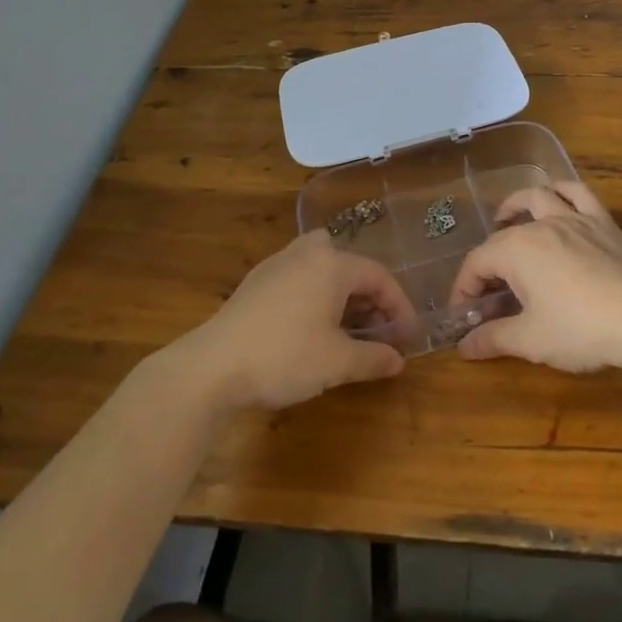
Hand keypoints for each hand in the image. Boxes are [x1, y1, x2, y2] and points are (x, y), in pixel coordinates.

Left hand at [182, 232, 414, 410]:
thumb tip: (399, 361)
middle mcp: (307, 254)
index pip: (379, 276)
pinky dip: (316, 294)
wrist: (212, 366)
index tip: (408, 336)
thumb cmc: (284, 357)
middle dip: (370, 297)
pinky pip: (300, 276)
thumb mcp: (336, 363)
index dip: (399, 306)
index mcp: (332, 264)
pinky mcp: (256, 281)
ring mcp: (278, 264)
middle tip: (379, 330)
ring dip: (342, 292)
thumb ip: (373, 358)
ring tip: (348, 327)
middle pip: (351, 264)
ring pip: (323, 266)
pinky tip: (312, 326)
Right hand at [448, 181, 621, 372]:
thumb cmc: (579, 328)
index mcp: (516, 250)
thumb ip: (493, 338)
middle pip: (503, 236)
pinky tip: (557, 199)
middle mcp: (541, 225)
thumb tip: (463, 347)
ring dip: (517, 206)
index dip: (464, 288)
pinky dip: (562, 191)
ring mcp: (574, 219)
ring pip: (538, 198)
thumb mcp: (530, 340)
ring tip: (507, 220)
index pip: (477, 263)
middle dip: (488, 263)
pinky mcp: (602, 223)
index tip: (462, 315)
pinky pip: (578, 193)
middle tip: (488, 293)